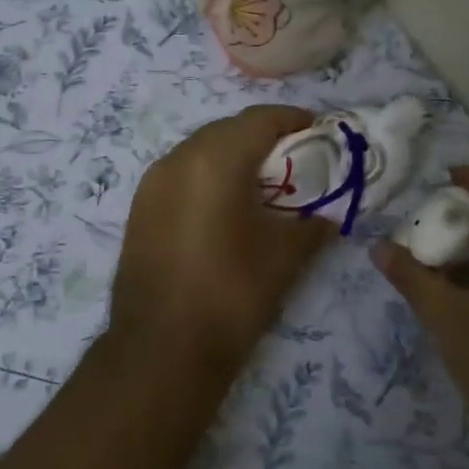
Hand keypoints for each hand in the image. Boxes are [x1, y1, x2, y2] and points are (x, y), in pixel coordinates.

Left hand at [109, 106, 331, 377]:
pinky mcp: (140, 209)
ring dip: (232, 156)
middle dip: (263, 137)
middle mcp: (177, 159)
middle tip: (294, 160)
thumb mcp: (285, 256)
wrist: (161, 349)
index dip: (293, 120)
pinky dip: (208, 176)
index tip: (319, 133)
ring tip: (262, 184)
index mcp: (214, 159)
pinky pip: (181, 174)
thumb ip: (313, 224)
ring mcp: (152, 183)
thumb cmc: (231, 294)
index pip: (259, 119)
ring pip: (200, 150)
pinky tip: (226, 206)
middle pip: (227, 129)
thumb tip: (328, 216)